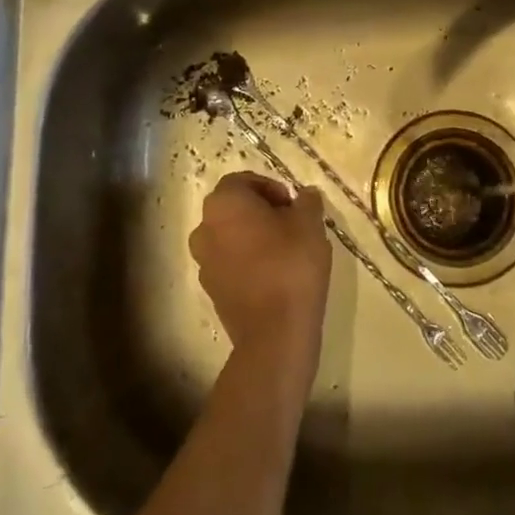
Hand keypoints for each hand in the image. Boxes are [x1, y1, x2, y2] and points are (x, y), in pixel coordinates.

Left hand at [190, 172, 331, 384]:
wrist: (274, 333)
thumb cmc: (291, 265)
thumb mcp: (310, 223)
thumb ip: (307, 201)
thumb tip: (305, 195)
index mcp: (224, 203)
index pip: (243, 181)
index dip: (270, 188)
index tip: (292, 205)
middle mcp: (205, 228)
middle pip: (233, 208)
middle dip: (261, 211)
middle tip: (291, 224)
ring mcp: (204, 262)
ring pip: (229, 236)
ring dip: (252, 237)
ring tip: (284, 250)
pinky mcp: (211, 290)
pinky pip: (229, 263)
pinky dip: (247, 262)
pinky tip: (274, 275)